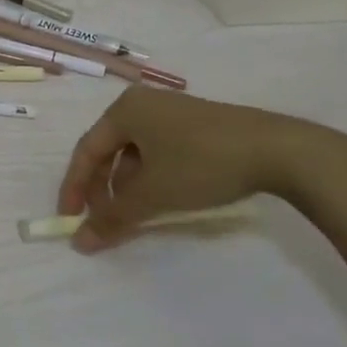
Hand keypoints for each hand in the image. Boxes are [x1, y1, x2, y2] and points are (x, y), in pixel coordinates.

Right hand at [58, 89, 346, 253]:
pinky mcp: (195, 124)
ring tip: (135, 215)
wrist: (276, 149)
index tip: (70, 220)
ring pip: (134, 152)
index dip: (74, 187)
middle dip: (102, 188)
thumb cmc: (202, 163)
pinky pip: (158, 150)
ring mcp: (171, 112)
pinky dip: (151, 176)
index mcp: (124, 110)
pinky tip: (164, 197)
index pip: (86, 150)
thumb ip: (113, 218)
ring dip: (127, 185)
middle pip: (108, 149)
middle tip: (103, 220)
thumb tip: (79, 241)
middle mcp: (142, 104)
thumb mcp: (153, 194)